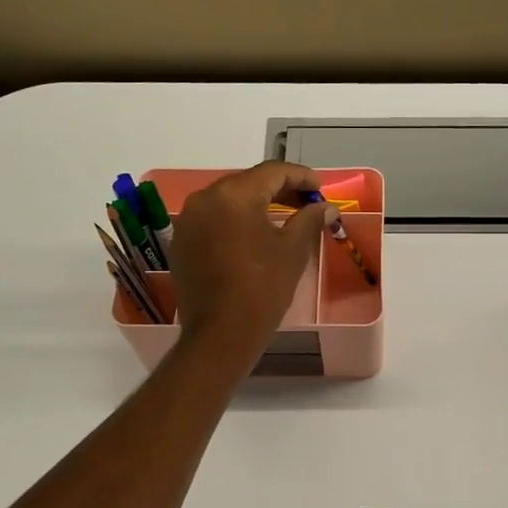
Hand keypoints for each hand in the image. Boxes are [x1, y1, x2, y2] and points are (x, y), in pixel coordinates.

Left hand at [170, 161, 332, 364]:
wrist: (220, 334)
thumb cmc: (263, 289)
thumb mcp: (293, 251)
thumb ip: (309, 219)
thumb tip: (325, 207)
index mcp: (234, 195)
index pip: (272, 172)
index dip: (301, 176)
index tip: (320, 187)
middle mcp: (205, 198)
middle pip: (248, 182)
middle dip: (279, 189)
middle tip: (307, 202)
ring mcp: (188, 220)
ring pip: (228, 199)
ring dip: (256, 203)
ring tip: (284, 217)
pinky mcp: (181, 241)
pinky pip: (213, 219)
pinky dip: (235, 220)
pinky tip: (254, 235)